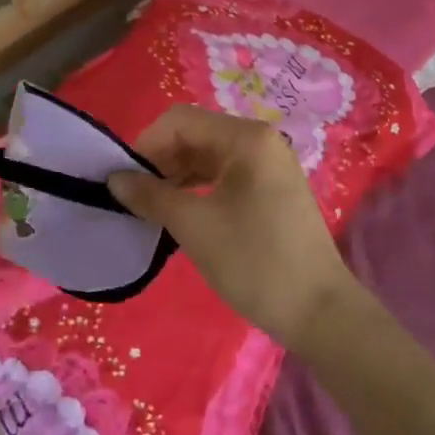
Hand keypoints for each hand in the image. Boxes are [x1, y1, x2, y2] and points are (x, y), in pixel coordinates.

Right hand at [107, 105, 357, 348]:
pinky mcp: (271, 190)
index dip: (145, 145)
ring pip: (207, 156)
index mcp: (246, 138)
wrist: (320, 313)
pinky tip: (180, 213)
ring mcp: (269, 165)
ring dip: (176, 176)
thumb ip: (151, 195)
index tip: (123, 179)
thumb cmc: (255, 261)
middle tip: (134, 196)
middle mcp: (259, 141)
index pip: (180, 121)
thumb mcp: (194, 226)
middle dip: (160, 160)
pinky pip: (224, 175)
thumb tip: (114, 179)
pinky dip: (197, 188)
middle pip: (194, 134)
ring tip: (152, 207)